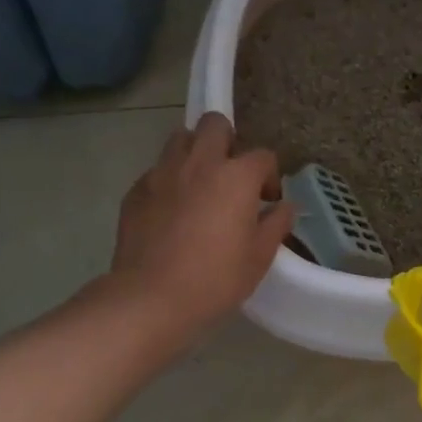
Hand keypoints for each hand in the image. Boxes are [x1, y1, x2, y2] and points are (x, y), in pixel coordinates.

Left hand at [109, 113, 294, 341]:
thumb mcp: (259, 257)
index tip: (267, 200)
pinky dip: (169, 180)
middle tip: (230, 174)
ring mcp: (162, 173)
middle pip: (215, 124)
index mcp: (236, 176)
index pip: (262, 156)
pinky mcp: (136, 190)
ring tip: (199, 183)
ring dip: (195, 152)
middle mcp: (199, 163)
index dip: (269, 176)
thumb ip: (276, 224)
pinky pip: (157, 170)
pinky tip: (171, 210)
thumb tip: (285, 207)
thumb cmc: (215, 278)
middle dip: (228, 141)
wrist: (150, 297)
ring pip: (181, 139)